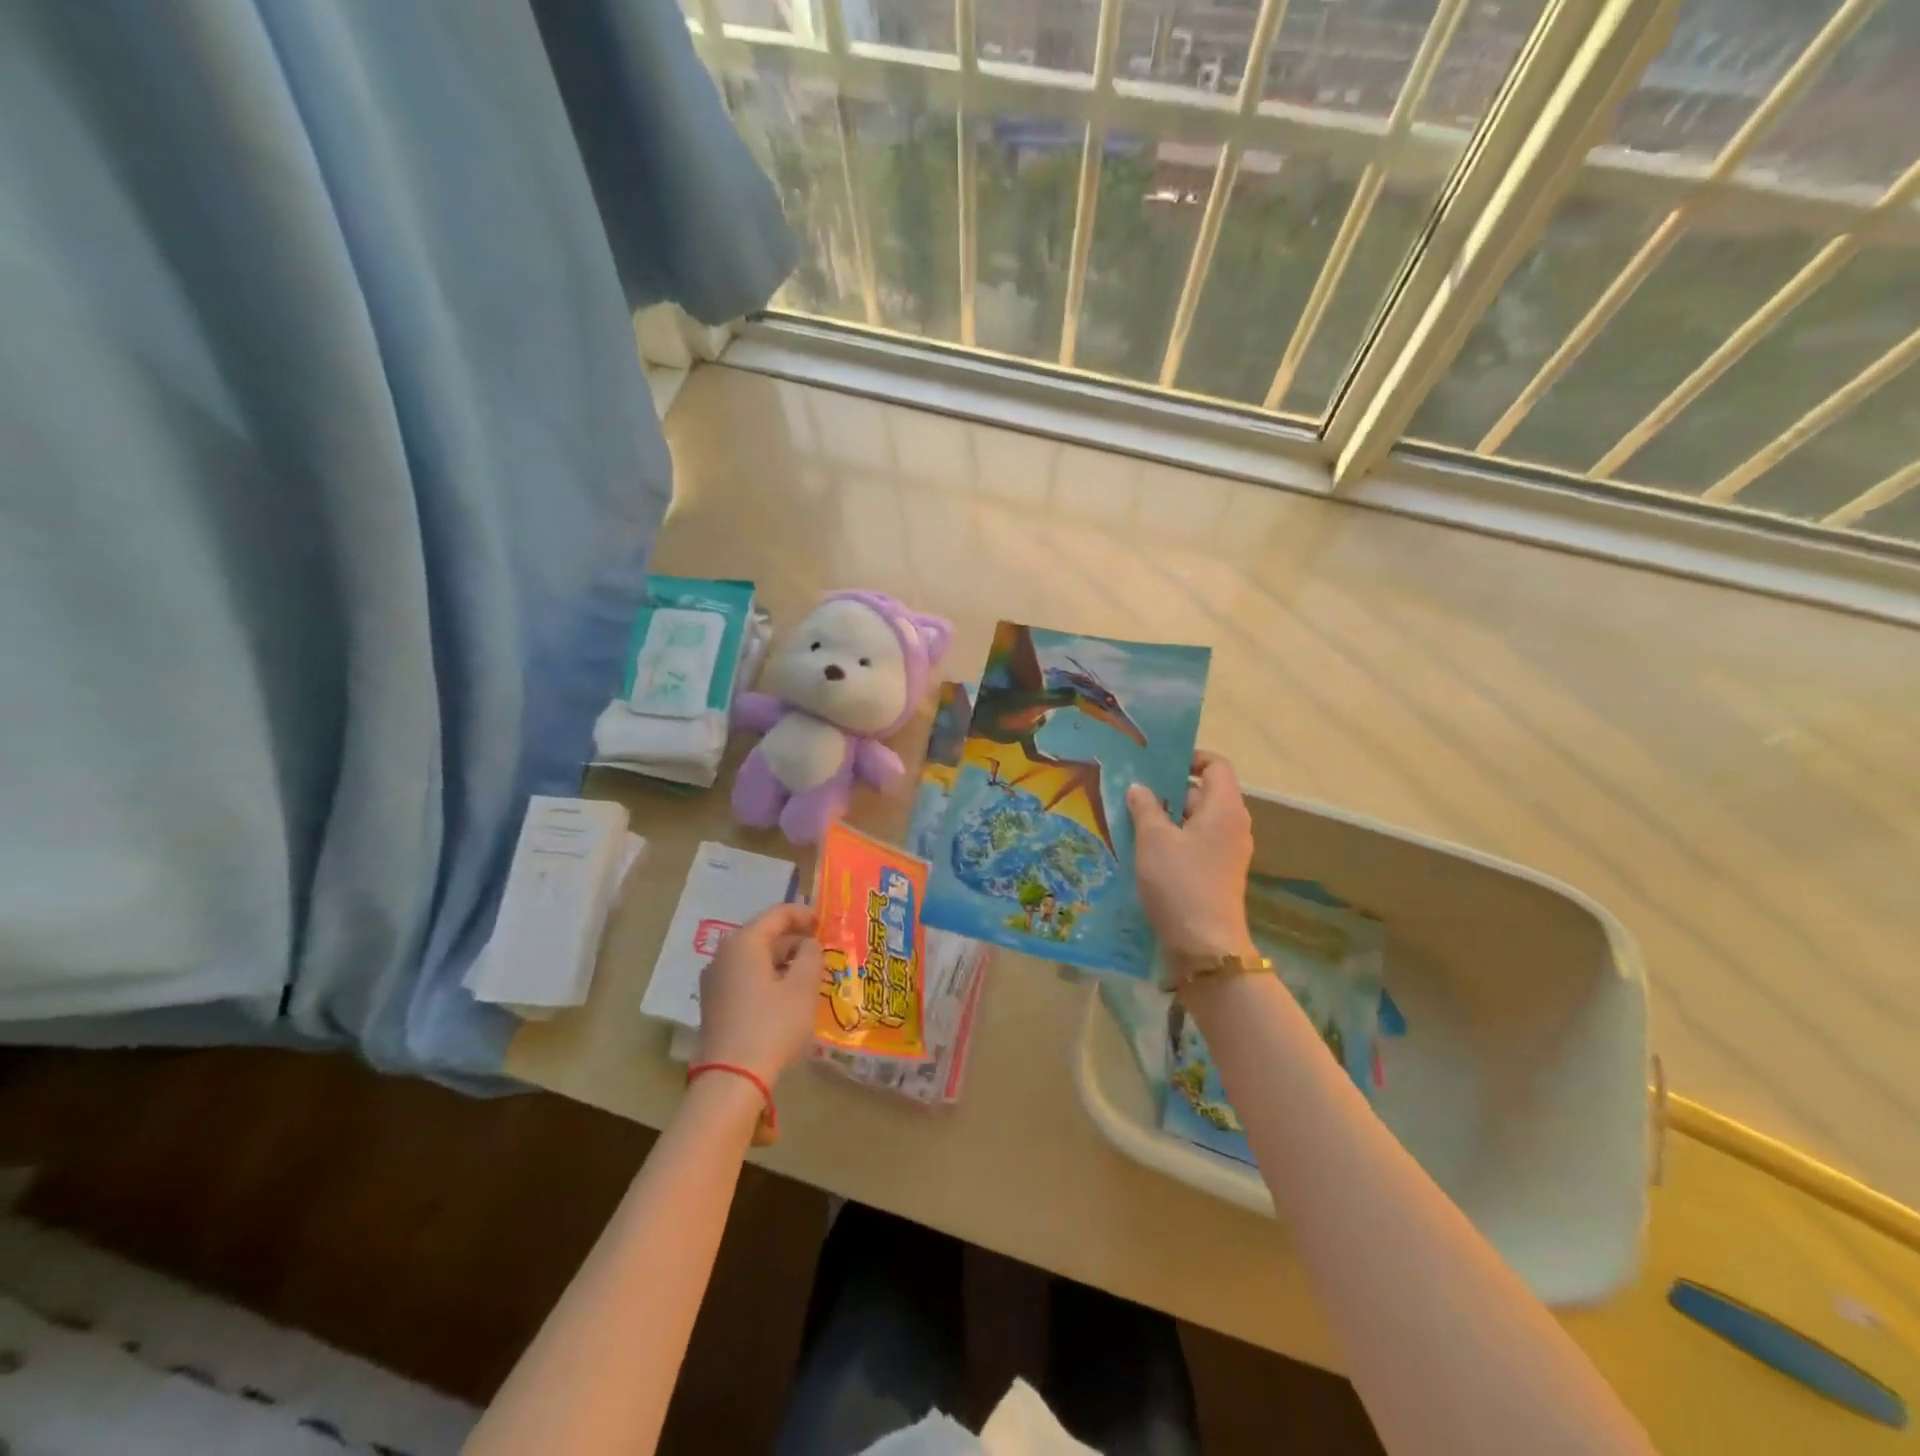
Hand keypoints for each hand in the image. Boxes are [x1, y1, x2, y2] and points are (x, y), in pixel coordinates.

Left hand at [696, 903, 822, 1084]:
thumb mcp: (802, 987)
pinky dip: (769, 978)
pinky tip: (788, 995)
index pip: (778, 914)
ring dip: (783, 961)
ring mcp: (715, 980)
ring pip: (755, 958)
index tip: (827, 925)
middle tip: (822, 952)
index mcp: (744, 942)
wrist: (731, 1079)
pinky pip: (746, 977)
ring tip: (810, 974)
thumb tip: (809, 944)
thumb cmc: (772, 1025)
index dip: (805, 915)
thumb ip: (811, 956)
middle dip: (795, 940)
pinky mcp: (715, 1004)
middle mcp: (724, 955)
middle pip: (764, 935)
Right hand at [1127, 751, 1256, 966]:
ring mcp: (1227, 852)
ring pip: (1196, 821)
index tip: (1158, 762)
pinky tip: (1142, 849)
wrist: (1204, 944)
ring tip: (1130, 818)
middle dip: (1169, 789)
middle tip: (1133, 789)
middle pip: (1204, 793)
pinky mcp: (1217, 874)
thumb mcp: (1154, 839)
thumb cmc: (1180, 882)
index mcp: (1224, 809)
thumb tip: (1139, 787)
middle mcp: (1232, 826)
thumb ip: (1145, 807)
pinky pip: (1195, 844)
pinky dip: (1173, 840)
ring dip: (1167, 817)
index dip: (1190, 758)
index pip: (1216, 766)